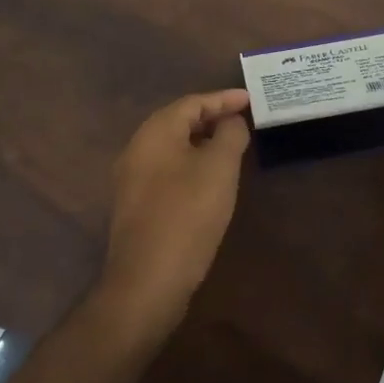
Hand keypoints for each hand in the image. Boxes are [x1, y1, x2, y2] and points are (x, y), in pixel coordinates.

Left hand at [96, 89, 251, 344]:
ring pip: (173, 147)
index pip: (193, 102)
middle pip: (179, 122)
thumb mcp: (219, 168)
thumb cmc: (187, 215)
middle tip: (243, 120)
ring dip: (202, 142)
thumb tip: (231, 122)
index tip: (251, 100)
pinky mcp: (136, 206)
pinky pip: (168, 170)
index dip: (224, 99)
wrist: (147, 283)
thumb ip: (230, 135)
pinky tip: (210, 179)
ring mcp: (132, 179)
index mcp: (155, 133)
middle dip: (212, 118)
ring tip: (232, 146)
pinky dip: (191, 164)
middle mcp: (137, 149)